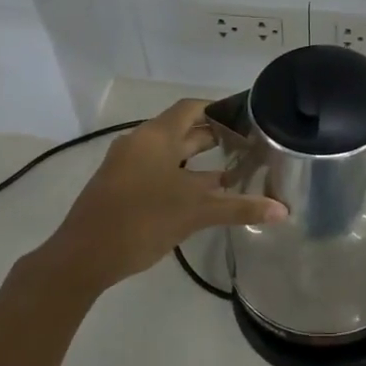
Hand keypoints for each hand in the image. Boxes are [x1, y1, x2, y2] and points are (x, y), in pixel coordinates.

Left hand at [40, 98, 285, 290]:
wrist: (83, 257)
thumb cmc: (141, 221)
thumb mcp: (195, 212)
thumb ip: (239, 208)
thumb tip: (283, 210)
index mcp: (156, 137)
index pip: (191, 108)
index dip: (219, 109)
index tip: (247, 119)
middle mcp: (140, 143)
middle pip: (181, 130)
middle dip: (214, 137)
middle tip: (249, 146)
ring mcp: (127, 165)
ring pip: (169, 153)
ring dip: (199, 161)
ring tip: (233, 171)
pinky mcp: (121, 187)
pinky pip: (158, 170)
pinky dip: (182, 176)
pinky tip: (202, 196)